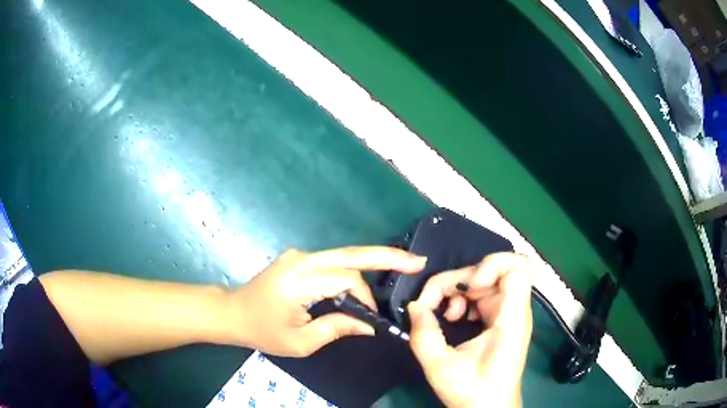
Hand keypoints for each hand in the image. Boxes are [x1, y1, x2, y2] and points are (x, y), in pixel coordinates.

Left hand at [226, 247, 425, 356]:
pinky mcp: (299, 258)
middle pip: (352, 254)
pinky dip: (354, 269)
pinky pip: (333, 261)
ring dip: (372, 264)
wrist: (233, 312)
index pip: (346, 279)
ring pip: (345, 255)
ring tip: (402, 267)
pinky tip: (369, 278)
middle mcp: (302, 259)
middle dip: (387, 256)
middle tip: (418, 261)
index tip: (371, 318)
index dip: (365, 298)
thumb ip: (337, 328)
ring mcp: (299, 255)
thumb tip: (370, 325)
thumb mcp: (301, 341)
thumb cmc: (263, 331)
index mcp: (299, 279)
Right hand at [408, 253, 532, 407]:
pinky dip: (462, 301)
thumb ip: (424, 335)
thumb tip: (414, 306)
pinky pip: (481, 296)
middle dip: (457, 281)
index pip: (517, 266)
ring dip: (457, 292)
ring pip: (483, 282)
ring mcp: (507, 314)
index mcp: (511, 318)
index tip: (467, 288)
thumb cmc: (473, 392)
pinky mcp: (499, 321)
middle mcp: (514, 310)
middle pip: (490, 271)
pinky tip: (452, 320)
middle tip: (432, 304)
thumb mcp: (441, 368)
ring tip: (444, 316)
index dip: (490, 264)